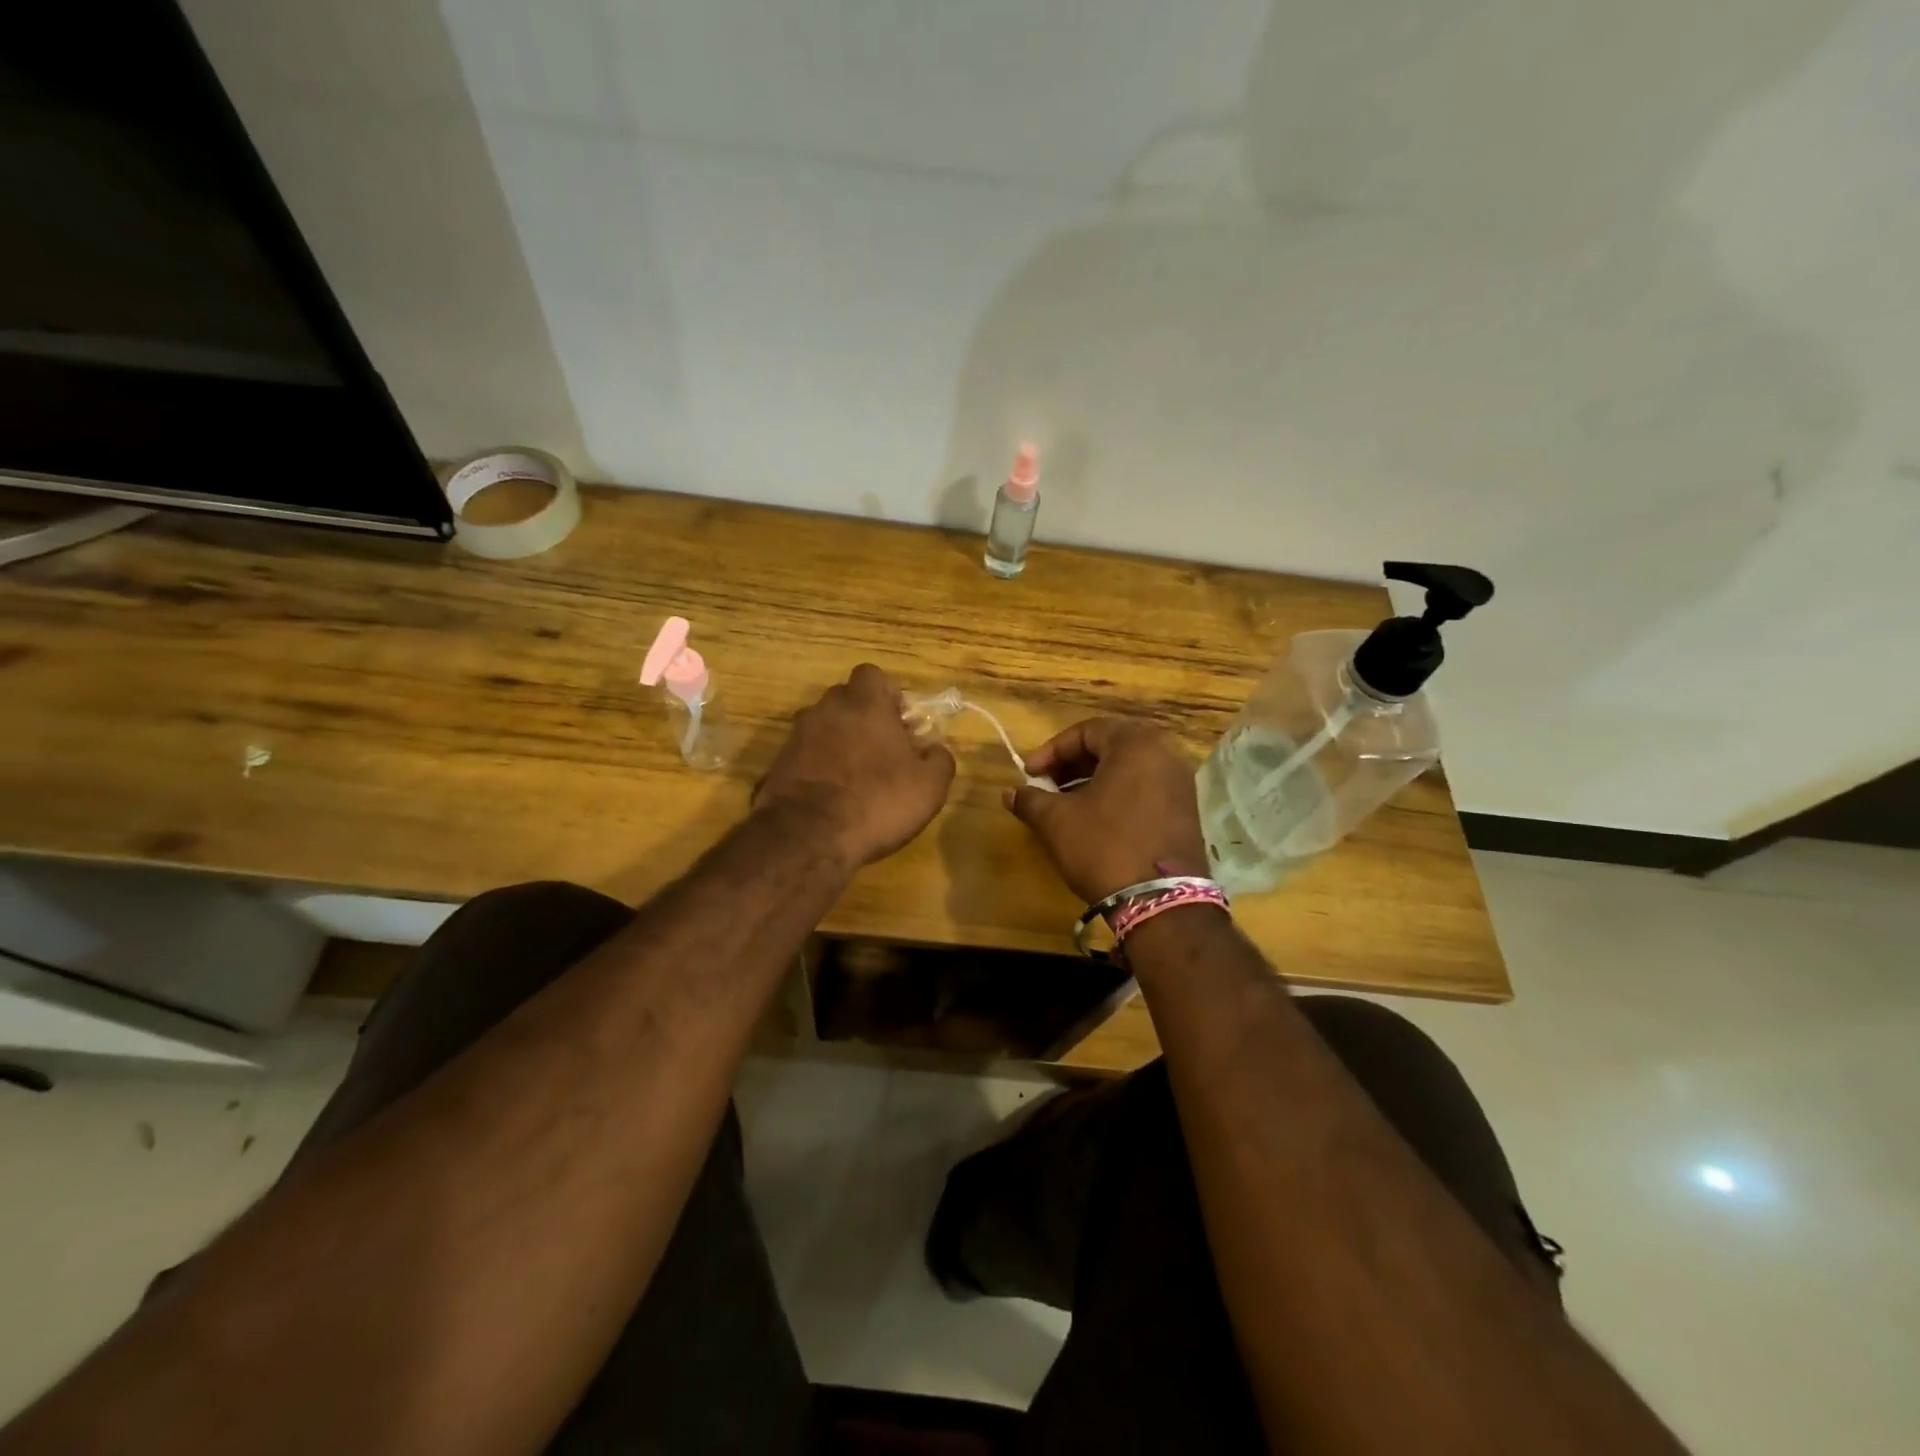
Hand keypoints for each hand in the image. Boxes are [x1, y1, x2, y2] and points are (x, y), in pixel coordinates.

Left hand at [755, 664, 955, 869]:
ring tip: (856, 781)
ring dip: (839, 745)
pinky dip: (818, 769)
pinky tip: (831, 799)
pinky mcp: (777, 764)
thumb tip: (935, 750)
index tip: (900, 726)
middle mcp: (826, 709)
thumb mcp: (929, 786)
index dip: (888, 697)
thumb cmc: (877, 802)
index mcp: (864, 703)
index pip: (873, 676)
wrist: (807, 838)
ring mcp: (796, 736)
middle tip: (882, 754)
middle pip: (847, 701)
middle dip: (863, 720)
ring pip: (824, 729)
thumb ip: (939, 759)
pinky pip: (805, 756)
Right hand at [1007, 718, 1209, 903]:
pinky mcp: (1186, 813)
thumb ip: (1030, 800)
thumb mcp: (1057, 821)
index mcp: (1136, 745)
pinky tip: (1095, 821)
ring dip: (1093, 781)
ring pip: (1128, 770)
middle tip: (1047, 785)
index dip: (1052, 750)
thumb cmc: (1104, 847)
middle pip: (1110, 746)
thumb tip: (1010, 793)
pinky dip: (1117, 796)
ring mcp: (1180, 785)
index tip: (1030, 773)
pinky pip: (1145, 790)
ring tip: (1066, 805)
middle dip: (1073, 764)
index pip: (1087, 731)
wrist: (1161, 902)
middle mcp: (1164, 755)